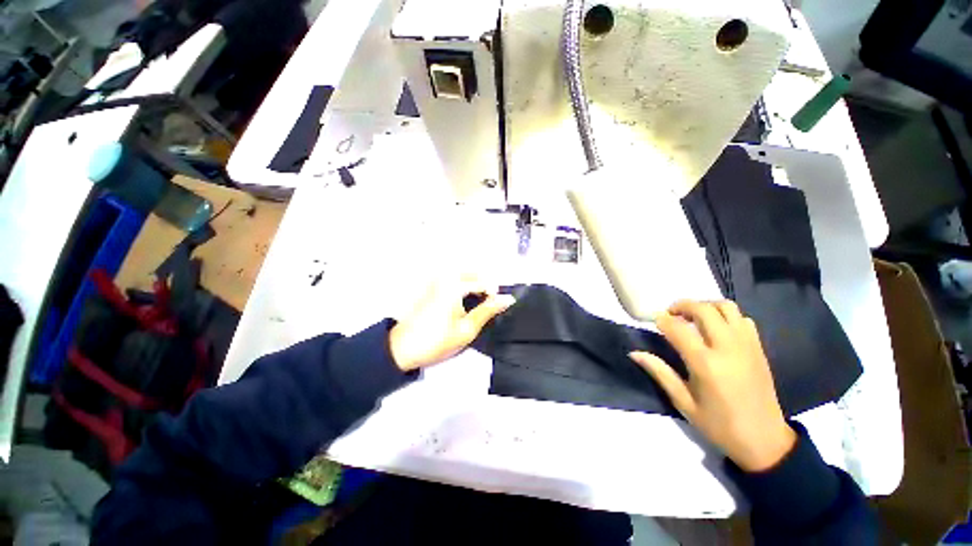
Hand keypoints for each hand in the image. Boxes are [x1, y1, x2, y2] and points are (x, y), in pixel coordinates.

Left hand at [389, 278, 515, 371]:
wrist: (402, 349)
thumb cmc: (436, 341)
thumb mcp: (467, 329)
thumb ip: (488, 310)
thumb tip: (507, 299)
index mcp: (454, 285)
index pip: (484, 281)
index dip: (495, 294)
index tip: (497, 308)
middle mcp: (445, 277)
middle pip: (474, 274)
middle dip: (485, 287)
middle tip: (488, 306)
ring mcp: (436, 280)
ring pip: (464, 276)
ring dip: (474, 286)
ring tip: (477, 305)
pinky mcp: (431, 286)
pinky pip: (454, 280)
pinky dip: (463, 288)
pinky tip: (463, 303)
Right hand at [630, 300, 795, 471]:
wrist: (765, 440)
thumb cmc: (719, 424)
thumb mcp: (683, 402)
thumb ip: (660, 372)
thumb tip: (634, 353)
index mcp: (705, 364)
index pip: (678, 328)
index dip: (662, 320)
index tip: (653, 320)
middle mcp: (727, 348)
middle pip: (703, 309)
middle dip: (682, 306)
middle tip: (671, 314)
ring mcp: (746, 345)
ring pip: (726, 307)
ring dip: (706, 306)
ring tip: (694, 317)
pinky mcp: (758, 348)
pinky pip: (742, 318)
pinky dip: (726, 316)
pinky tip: (717, 329)